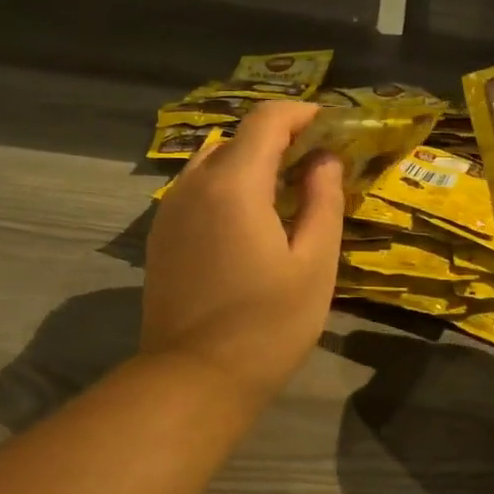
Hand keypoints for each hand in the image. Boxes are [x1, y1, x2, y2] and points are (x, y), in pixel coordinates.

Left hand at [140, 100, 344, 409]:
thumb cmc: (267, 325)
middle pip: (238, 138)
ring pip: (214, 162)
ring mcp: (170, 210)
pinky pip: (197, 189)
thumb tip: (325, 159)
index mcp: (233, 185)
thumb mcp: (314, 264)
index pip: (266, 120)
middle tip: (317, 163)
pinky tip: (251, 219)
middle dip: (280, 138)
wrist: (193, 380)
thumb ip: (323, 201)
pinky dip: (228, 185)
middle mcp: (193, 185)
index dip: (302, 114)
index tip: (332, 128)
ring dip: (252, 162)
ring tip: (287, 190)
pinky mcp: (162, 235)